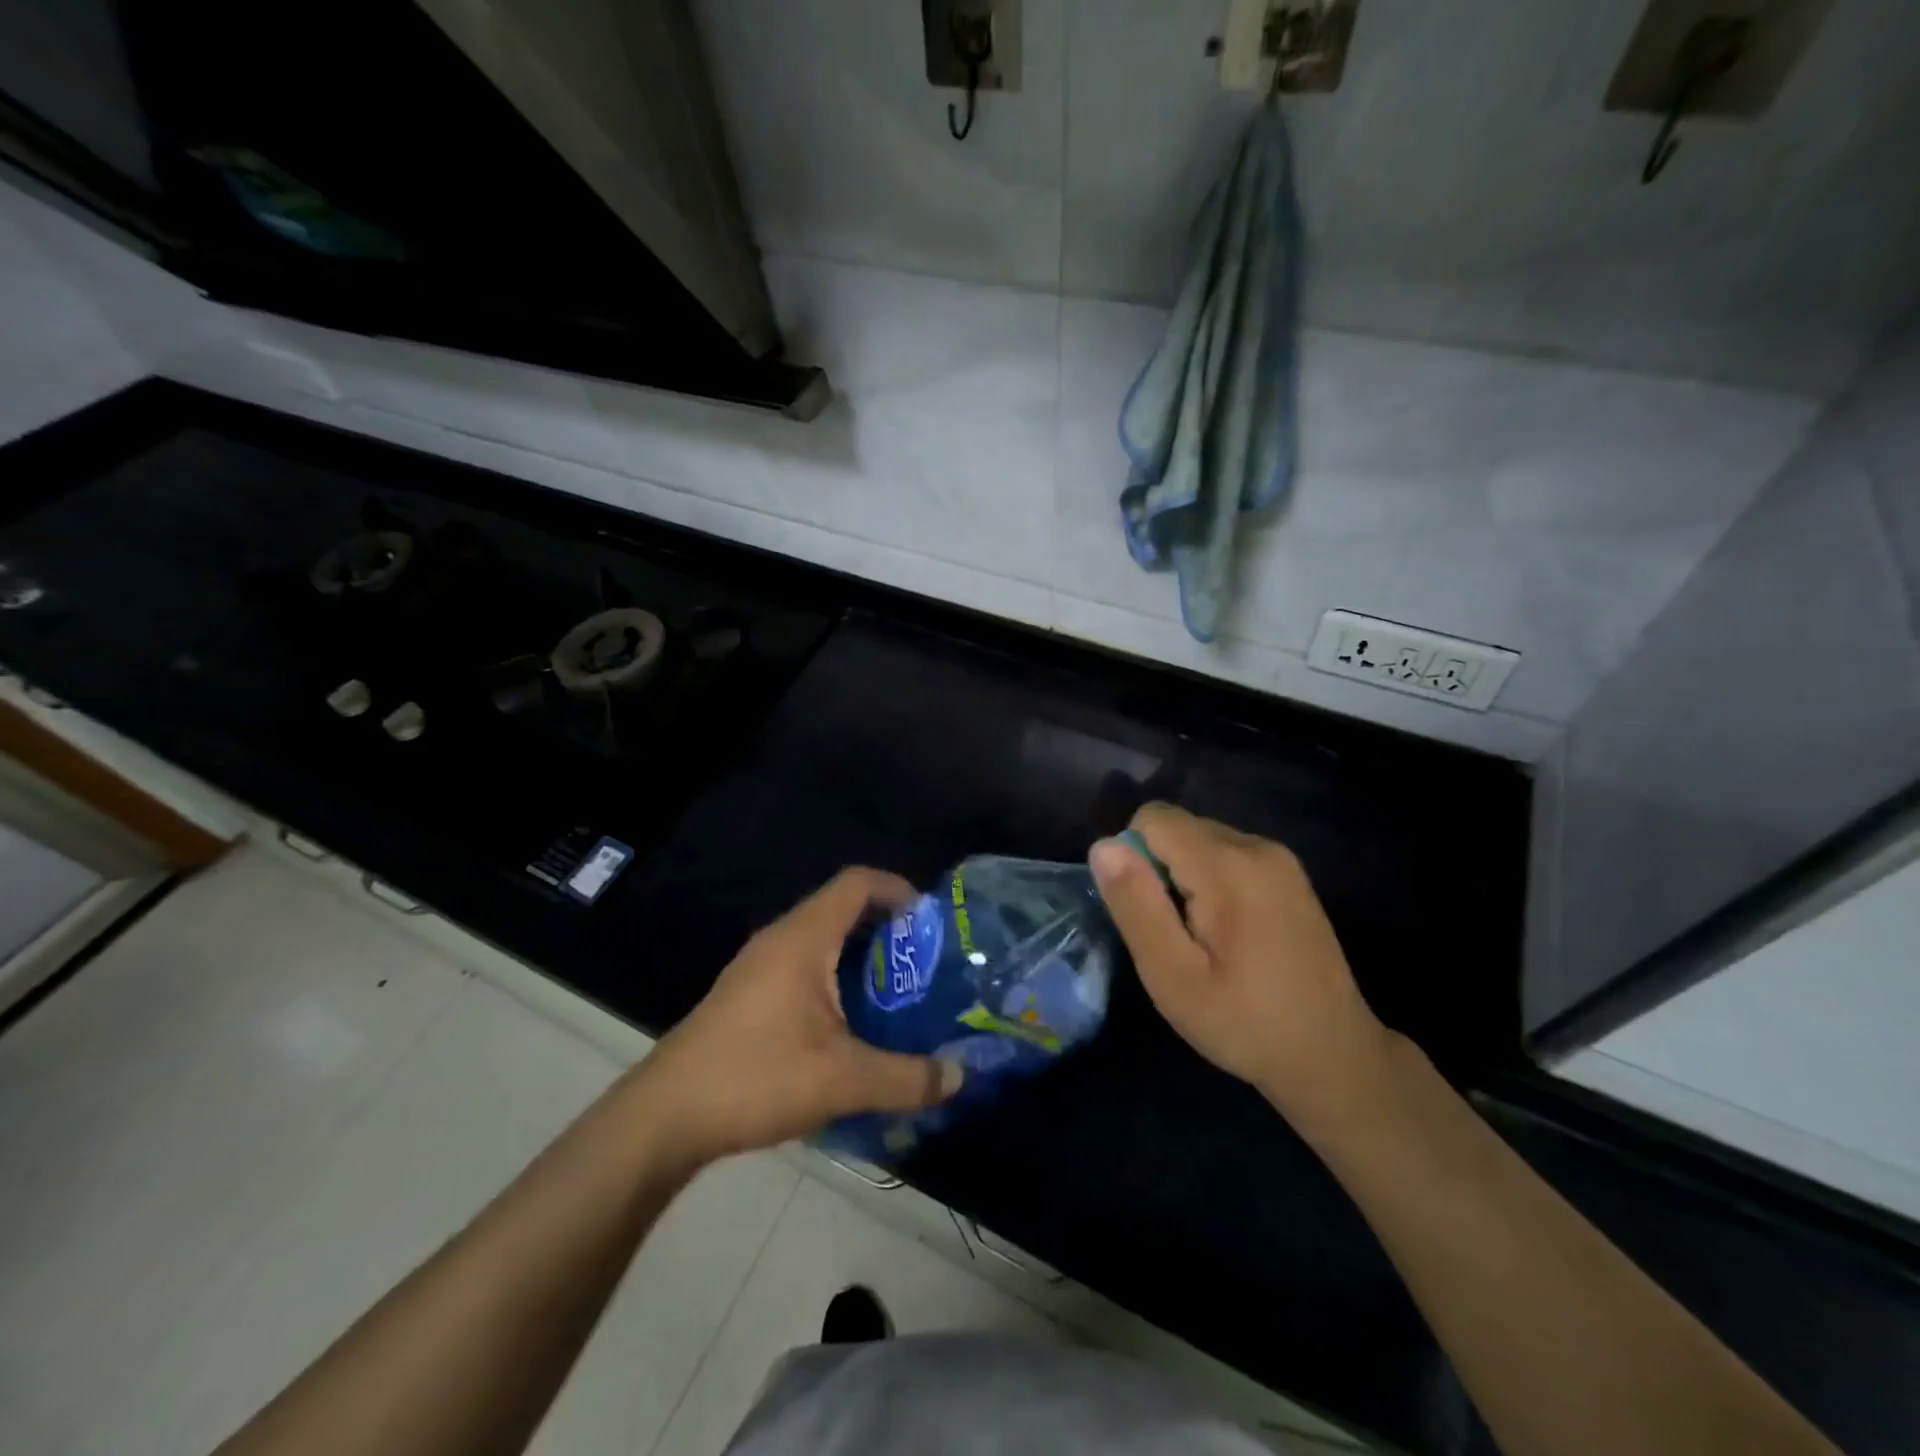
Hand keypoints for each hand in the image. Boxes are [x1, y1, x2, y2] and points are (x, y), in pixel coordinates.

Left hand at [630, 868, 961, 1166]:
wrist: (663, 1117)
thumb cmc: (755, 1077)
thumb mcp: (842, 1081)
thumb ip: (906, 1078)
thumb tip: (958, 1077)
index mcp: (803, 938)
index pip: (858, 883)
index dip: (898, 888)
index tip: (931, 920)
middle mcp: (780, 939)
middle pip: (842, 908)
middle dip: (887, 928)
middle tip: (924, 963)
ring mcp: (758, 966)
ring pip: (821, 940)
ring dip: (860, 956)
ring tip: (896, 992)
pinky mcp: (746, 994)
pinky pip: (803, 965)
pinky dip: (835, 977)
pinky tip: (850, 1023)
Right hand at [1089, 804, 1393, 1128]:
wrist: (1333, 1055)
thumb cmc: (1243, 1022)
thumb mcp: (1172, 975)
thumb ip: (1136, 904)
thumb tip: (1103, 845)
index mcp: (1227, 866)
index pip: (1152, 819)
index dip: (1134, 861)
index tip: (1150, 914)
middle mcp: (1257, 846)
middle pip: (1178, 826)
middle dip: (1159, 869)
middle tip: (1176, 935)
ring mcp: (1280, 858)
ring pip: (1201, 839)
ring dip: (1184, 876)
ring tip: (1203, 938)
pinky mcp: (1290, 874)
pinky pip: (1227, 854)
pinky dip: (1211, 880)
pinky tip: (1229, 933)